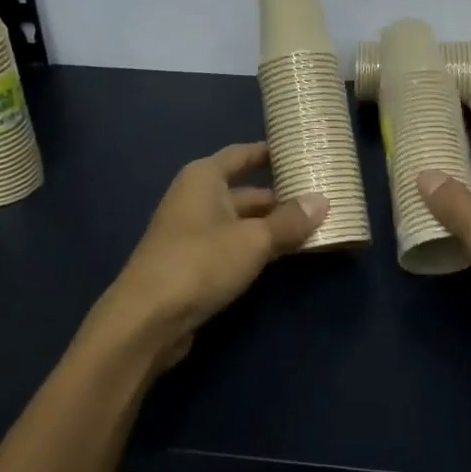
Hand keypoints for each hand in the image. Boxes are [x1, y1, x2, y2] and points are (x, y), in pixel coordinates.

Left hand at [85, 143, 326, 373]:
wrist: (147, 319)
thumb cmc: (200, 262)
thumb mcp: (254, 240)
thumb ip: (289, 221)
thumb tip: (322, 201)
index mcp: (204, 178)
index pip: (242, 154)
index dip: (269, 152)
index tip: (299, 152)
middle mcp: (196, 198)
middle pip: (245, 191)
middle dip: (280, 196)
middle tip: (321, 197)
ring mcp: (193, 233)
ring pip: (241, 221)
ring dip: (272, 225)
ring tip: (313, 226)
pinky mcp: (194, 264)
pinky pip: (233, 245)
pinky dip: (257, 247)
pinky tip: (284, 254)